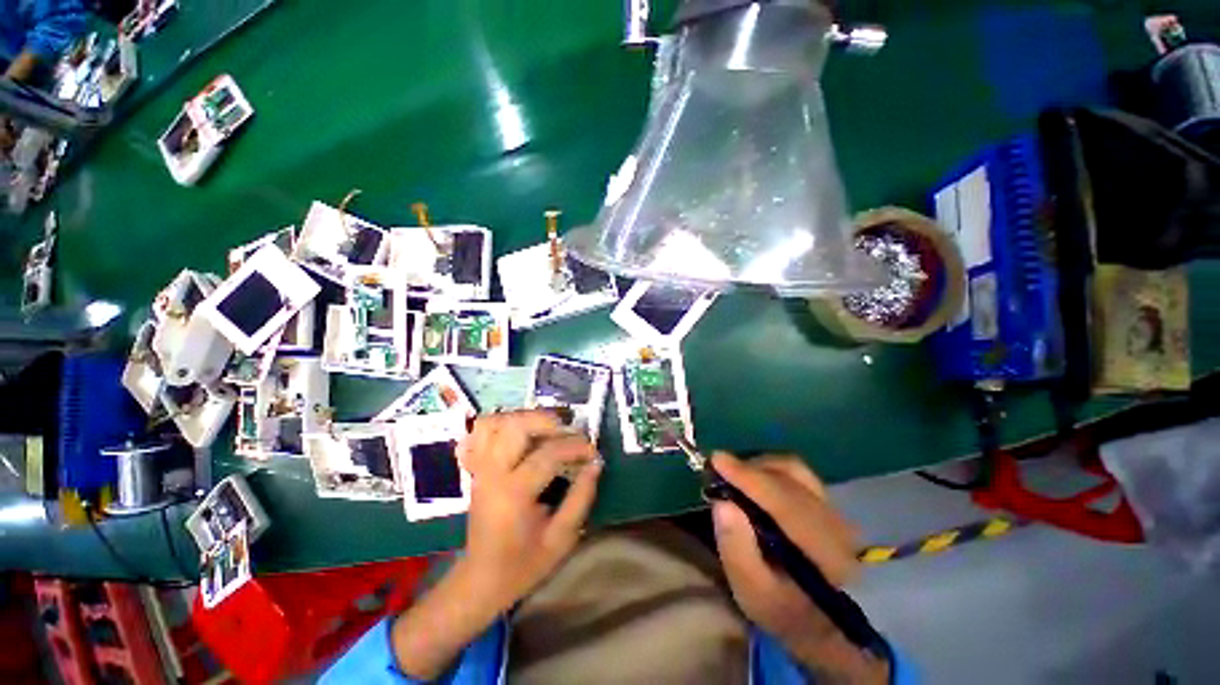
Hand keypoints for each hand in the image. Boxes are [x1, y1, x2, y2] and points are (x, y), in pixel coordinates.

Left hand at [391, 411, 601, 679]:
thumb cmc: (524, 564)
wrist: (481, 580)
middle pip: (515, 426)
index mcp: (513, 494)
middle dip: (547, 421)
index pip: (548, 454)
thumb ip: (581, 497)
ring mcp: (480, 468)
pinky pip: (482, 433)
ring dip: (524, 418)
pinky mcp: (477, 468)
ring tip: (546, 430)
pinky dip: (501, 424)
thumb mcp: (562, 538)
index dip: (575, 447)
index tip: (593, 451)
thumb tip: (595, 463)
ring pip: (495, 422)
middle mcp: (492, 473)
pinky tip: (520, 434)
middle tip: (568, 433)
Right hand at [711, 452, 887, 683]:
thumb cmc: (780, 608)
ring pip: (794, 470)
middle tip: (718, 467)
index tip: (717, 460)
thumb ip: (736, 549)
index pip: (785, 503)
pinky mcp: (827, 503)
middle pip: (791, 479)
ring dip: (759, 465)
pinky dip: (769, 468)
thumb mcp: (751, 592)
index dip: (749, 477)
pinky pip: (796, 473)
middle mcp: (836, 525)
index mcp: (823, 554)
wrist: (816, 620)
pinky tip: (753, 477)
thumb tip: (722, 503)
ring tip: (734, 474)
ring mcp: (835, 511)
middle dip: (750, 469)